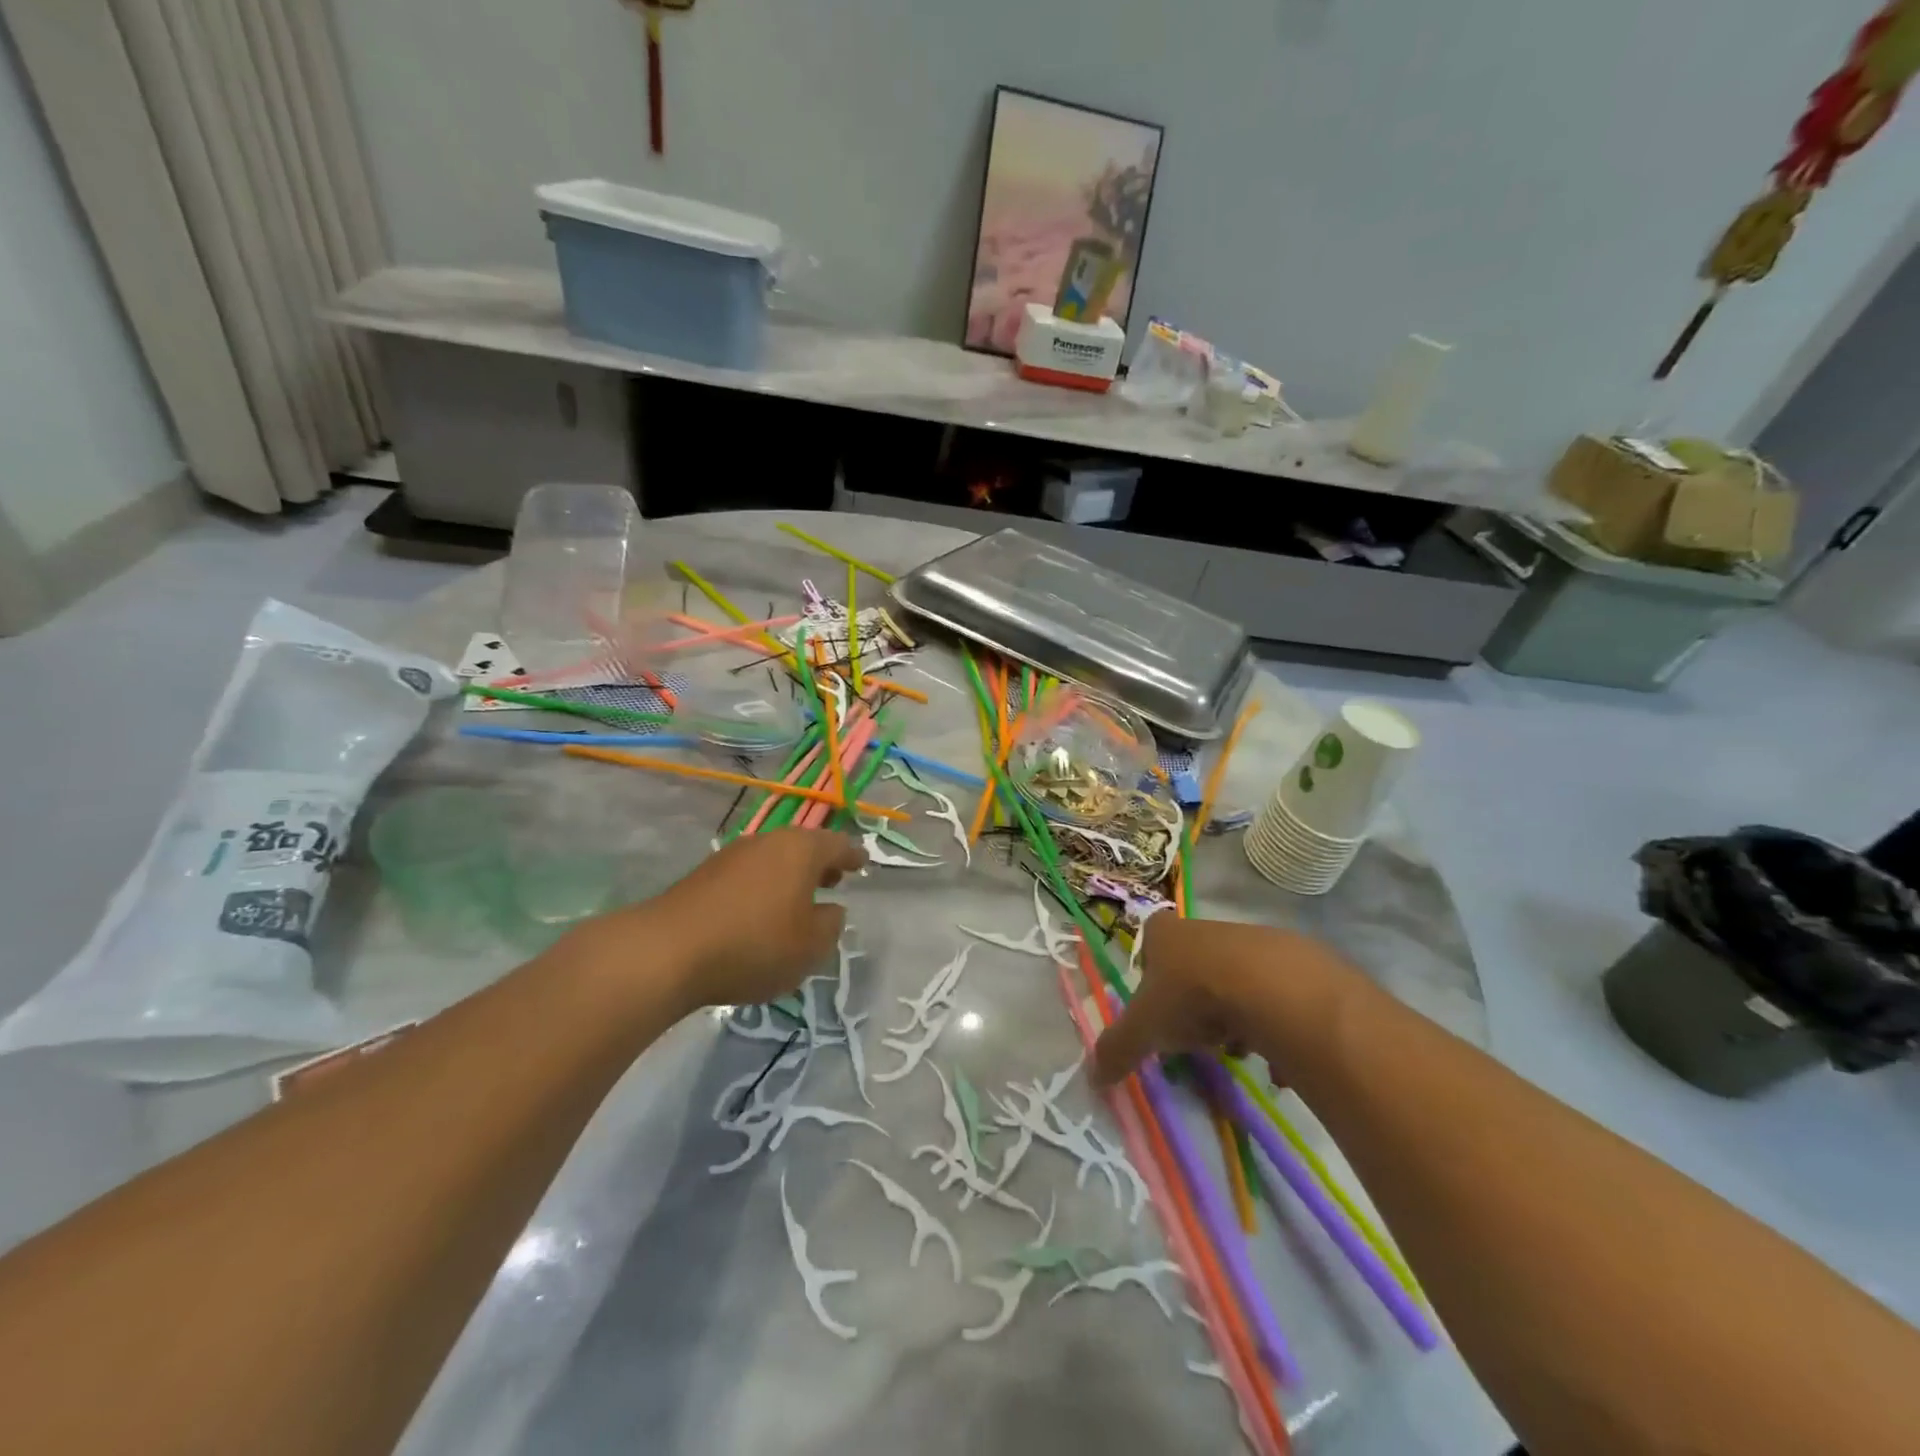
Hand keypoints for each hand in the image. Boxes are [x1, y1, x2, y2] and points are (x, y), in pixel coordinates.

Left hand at [571, 831, 866, 1013]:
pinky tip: (758, 915)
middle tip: (832, 882)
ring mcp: (731, 855)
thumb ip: (830, 925)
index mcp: (800, 849)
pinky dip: (761, 889)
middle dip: (819, 864)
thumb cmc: (754, 944)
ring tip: (796, 902)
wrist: (667, 951)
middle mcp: (767, 842)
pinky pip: (746, 876)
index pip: (837, 844)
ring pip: (772, 860)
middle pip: (802, 847)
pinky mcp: (703, 876)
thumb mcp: (810, 946)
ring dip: (788, 877)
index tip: (861, 864)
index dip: (852, 856)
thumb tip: (830, 909)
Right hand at [1091, 916, 1352, 1087]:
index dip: (1151, 971)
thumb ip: (1117, 1050)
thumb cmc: (1193, 998)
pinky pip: (1276, 995)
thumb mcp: (1144, 1030)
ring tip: (1238, 1050)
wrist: (1271, 988)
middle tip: (1196, 1036)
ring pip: (1235, 979)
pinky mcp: (1293, 961)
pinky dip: (1273, 1023)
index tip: (1157, 1005)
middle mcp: (1206, 929)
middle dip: (1194, 1001)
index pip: (1150, 939)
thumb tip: (1090, 1078)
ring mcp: (1252, 941)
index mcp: (1166, 934)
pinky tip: (1274, 1055)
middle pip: (1194, 963)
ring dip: (1233, 1013)